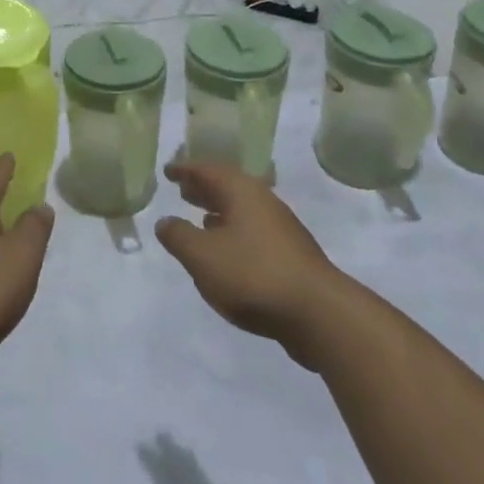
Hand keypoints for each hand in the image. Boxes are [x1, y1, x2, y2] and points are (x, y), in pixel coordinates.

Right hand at [156, 162, 343, 365]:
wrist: (318, 313)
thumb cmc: (253, 274)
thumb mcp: (202, 256)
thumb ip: (178, 236)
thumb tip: (165, 222)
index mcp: (242, 192)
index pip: (208, 170)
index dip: (186, 170)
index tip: (168, 171)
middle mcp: (263, 202)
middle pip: (229, 187)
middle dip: (204, 188)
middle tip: (183, 190)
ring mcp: (281, 229)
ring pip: (243, 210)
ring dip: (220, 211)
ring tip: (200, 219)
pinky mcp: (290, 255)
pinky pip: (254, 231)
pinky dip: (234, 232)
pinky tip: (228, 252)